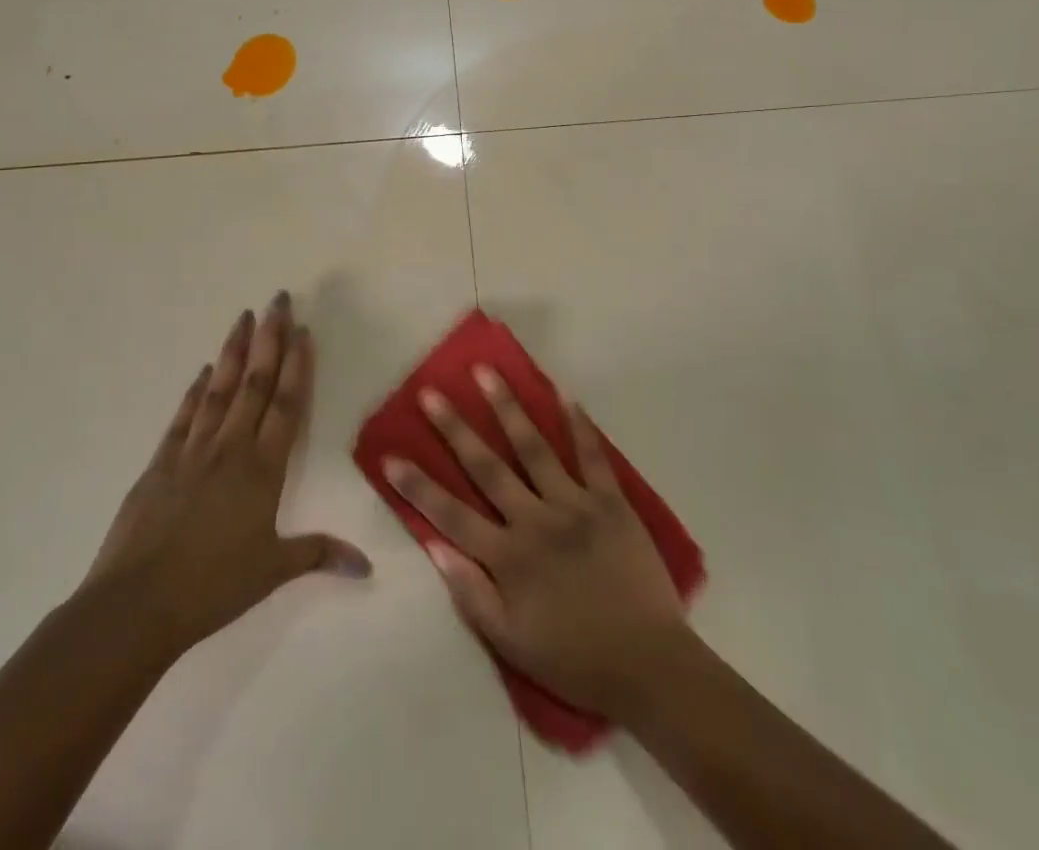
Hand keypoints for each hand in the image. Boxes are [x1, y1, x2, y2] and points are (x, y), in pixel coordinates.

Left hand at [83, 292, 369, 653]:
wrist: (134, 606)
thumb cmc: (212, 588)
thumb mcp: (272, 572)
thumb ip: (319, 555)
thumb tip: (367, 567)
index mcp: (262, 469)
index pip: (286, 405)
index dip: (296, 365)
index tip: (302, 329)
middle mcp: (230, 449)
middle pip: (255, 383)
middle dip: (268, 339)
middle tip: (276, 299)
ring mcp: (191, 452)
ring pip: (220, 390)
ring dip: (233, 351)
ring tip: (243, 317)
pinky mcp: (160, 464)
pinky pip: (184, 417)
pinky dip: (195, 391)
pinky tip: (204, 371)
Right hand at [381, 368, 688, 718]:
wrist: (648, 665)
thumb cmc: (575, 658)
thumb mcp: (512, 644)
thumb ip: (472, 594)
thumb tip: (435, 547)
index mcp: (509, 558)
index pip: (452, 515)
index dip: (418, 487)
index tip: (390, 456)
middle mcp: (536, 521)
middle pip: (488, 467)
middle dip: (455, 429)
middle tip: (432, 393)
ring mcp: (575, 505)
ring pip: (534, 447)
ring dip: (508, 407)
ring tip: (487, 373)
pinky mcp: (611, 500)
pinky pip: (592, 455)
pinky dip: (579, 424)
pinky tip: (564, 393)